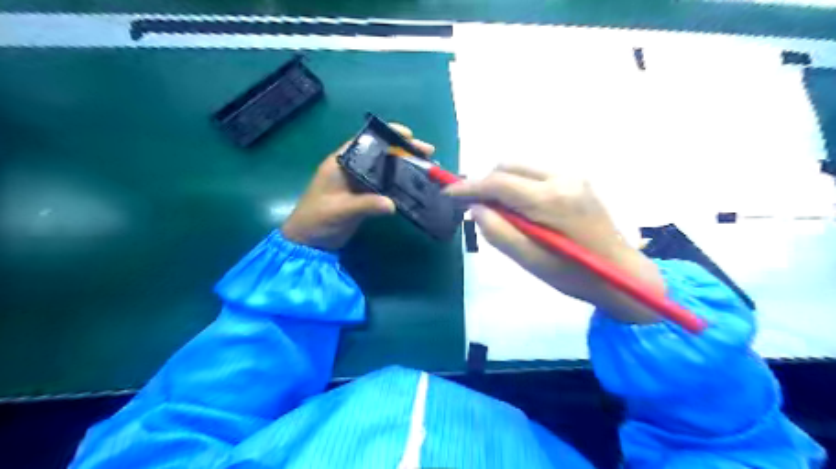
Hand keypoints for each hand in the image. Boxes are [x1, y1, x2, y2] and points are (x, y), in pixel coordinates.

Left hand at [282, 123, 434, 250]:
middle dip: (403, 150)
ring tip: (426, 167)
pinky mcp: (364, 197)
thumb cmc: (317, 220)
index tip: (409, 135)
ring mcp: (359, 183)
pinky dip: (399, 184)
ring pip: (385, 169)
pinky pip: (385, 186)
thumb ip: (365, 205)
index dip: (387, 134)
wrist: (308, 243)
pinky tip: (414, 186)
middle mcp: (352, 169)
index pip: (365, 141)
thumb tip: (392, 204)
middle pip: (380, 153)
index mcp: (341, 163)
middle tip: (427, 152)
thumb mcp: (339, 210)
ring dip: (404, 167)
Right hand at [444, 162, 667, 322]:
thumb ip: (498, 233)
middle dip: (485, 184)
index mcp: (552, 199)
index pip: (499, 182)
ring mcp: (573, 176)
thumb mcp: (531, 262)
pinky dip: (518, 186)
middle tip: (474, 209)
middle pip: (508, 166)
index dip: (469, 187)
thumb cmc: (575, 275)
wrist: (622, 275)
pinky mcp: (577, 181)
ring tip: (499, 213)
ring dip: (502, 185)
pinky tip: (521, 210)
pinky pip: (535, 174)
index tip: (448, 193)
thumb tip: (475, 209)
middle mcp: (563, 177)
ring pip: (521, 168)